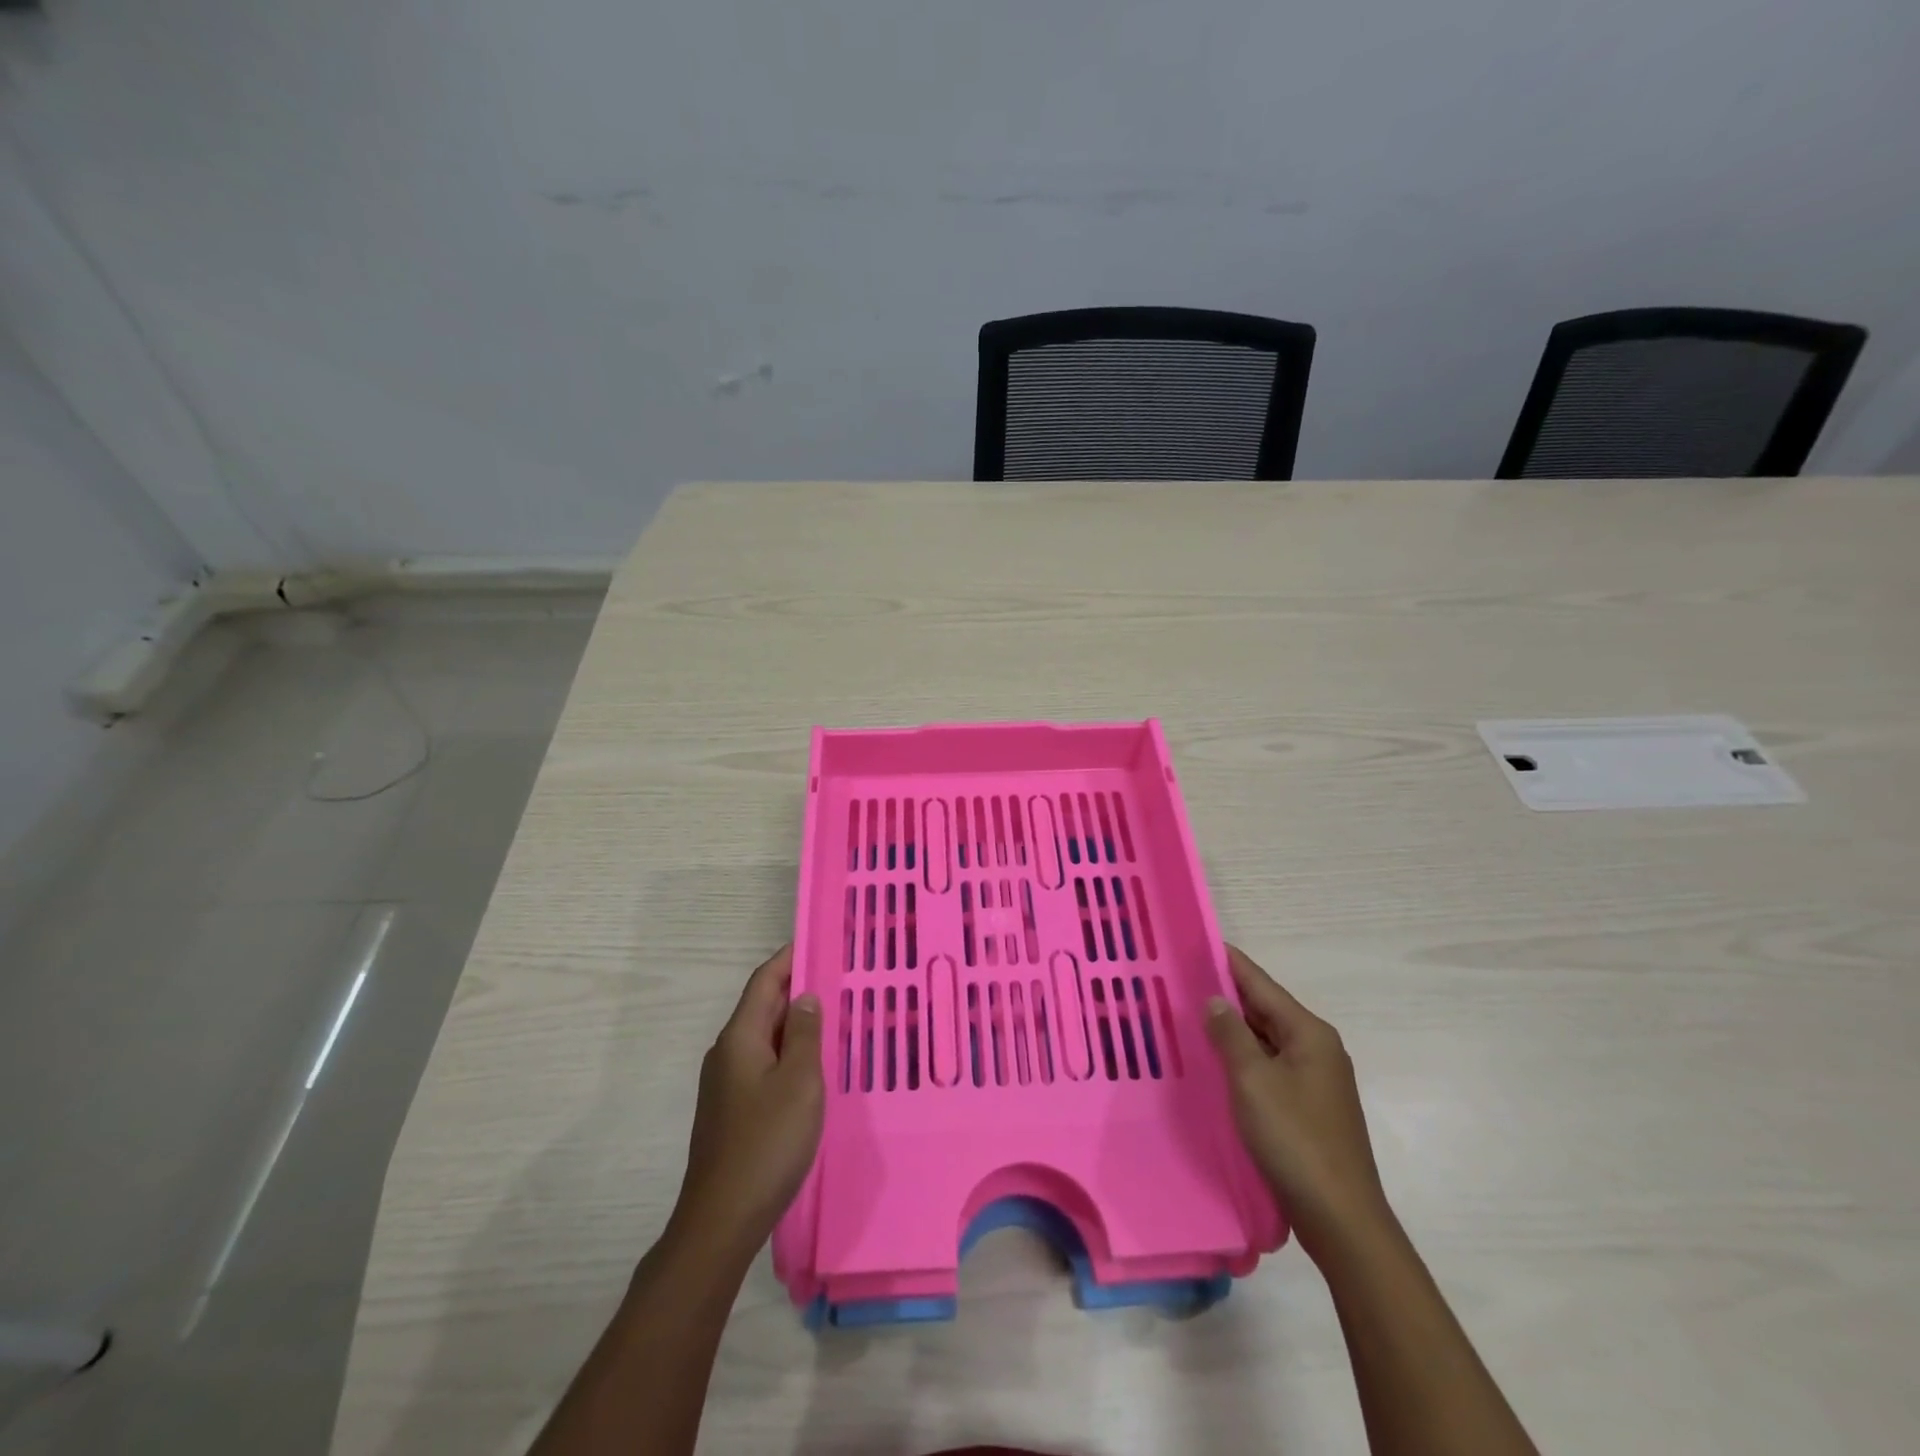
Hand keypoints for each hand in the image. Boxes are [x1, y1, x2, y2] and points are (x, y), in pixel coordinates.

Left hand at [670, 945, 823, 1258]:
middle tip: (840, 980)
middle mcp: (727, 1053)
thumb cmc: (767, 1143)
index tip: (820, 941)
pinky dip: (788, 1054)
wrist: (721, 1219)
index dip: (790, 958)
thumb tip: (805, 997)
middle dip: (798, 990)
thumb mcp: (800, 1082)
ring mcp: (725, 1084)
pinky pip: (763, 1064)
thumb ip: (805, 1035)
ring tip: (834, 1019)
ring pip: (765, 1038)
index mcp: (740, 1037)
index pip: (764, 981)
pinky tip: (813, 1068)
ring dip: (796, 1025)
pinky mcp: (731, 1110)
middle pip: (763, 1007)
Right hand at [1206, 945, 1392, 1263]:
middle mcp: (1317, 1048)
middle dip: (1226, 995)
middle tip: (1180, 980)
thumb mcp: (1253, 1081)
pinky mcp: (1308, 1106)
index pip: (1261, 984)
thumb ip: (1231, 1034)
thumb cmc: (1295, 1140)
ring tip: (1189, 1014)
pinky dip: (1243, 1056)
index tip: (1196, 942)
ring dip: (1233, 1028)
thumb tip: (1216, 999)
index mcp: (1309, 1033)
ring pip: (1266, 1039)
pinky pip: (1269, 1066)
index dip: (1228, 962)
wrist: (1341, 1219)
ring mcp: (1315, 1079)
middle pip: (1265, 1009)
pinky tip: (1216, 1060)